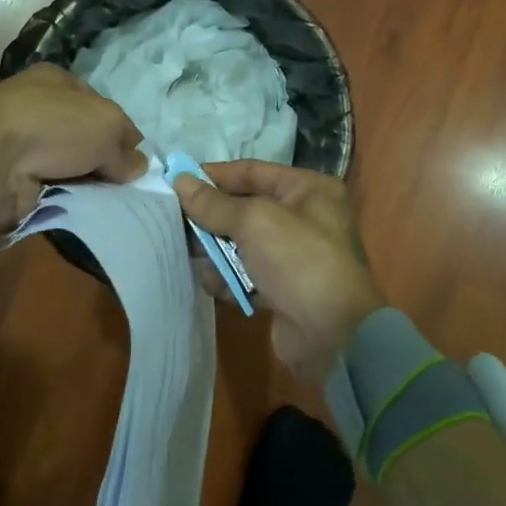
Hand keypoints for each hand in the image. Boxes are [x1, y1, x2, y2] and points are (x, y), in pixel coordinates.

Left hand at [0, 65, 147, 228]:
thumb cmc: (54, 126)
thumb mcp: (107, 126)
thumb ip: (125, 148)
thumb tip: (137, 166)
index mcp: (55, 80)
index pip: (99, 105)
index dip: (120, 132)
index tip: (135, 159)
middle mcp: (35, 105)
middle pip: (82, 136)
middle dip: (102, 159)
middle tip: (122, 184)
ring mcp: (18, 140)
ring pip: (66, 163)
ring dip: (83, 180)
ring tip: (105, 200)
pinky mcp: (8, 173)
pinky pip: (47, 185)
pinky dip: (62, 196)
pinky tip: (77, 207)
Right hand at [172, 160, 386, 381]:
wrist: (332, 334)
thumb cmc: (298, 260)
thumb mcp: (254, 221)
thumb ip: (214, 203)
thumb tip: (180, 181)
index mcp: (307, 189)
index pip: (251, 172)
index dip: (213, 176)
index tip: (175, 182)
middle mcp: (303, 217)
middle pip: (243, 209)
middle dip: (210, 219)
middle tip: (174, 224)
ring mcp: (293, 255)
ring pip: (240, 244)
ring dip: (215, 253)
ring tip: (194, 260)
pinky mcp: (282, 288)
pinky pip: (245, 275)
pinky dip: (228, 279)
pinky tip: (215, 287)